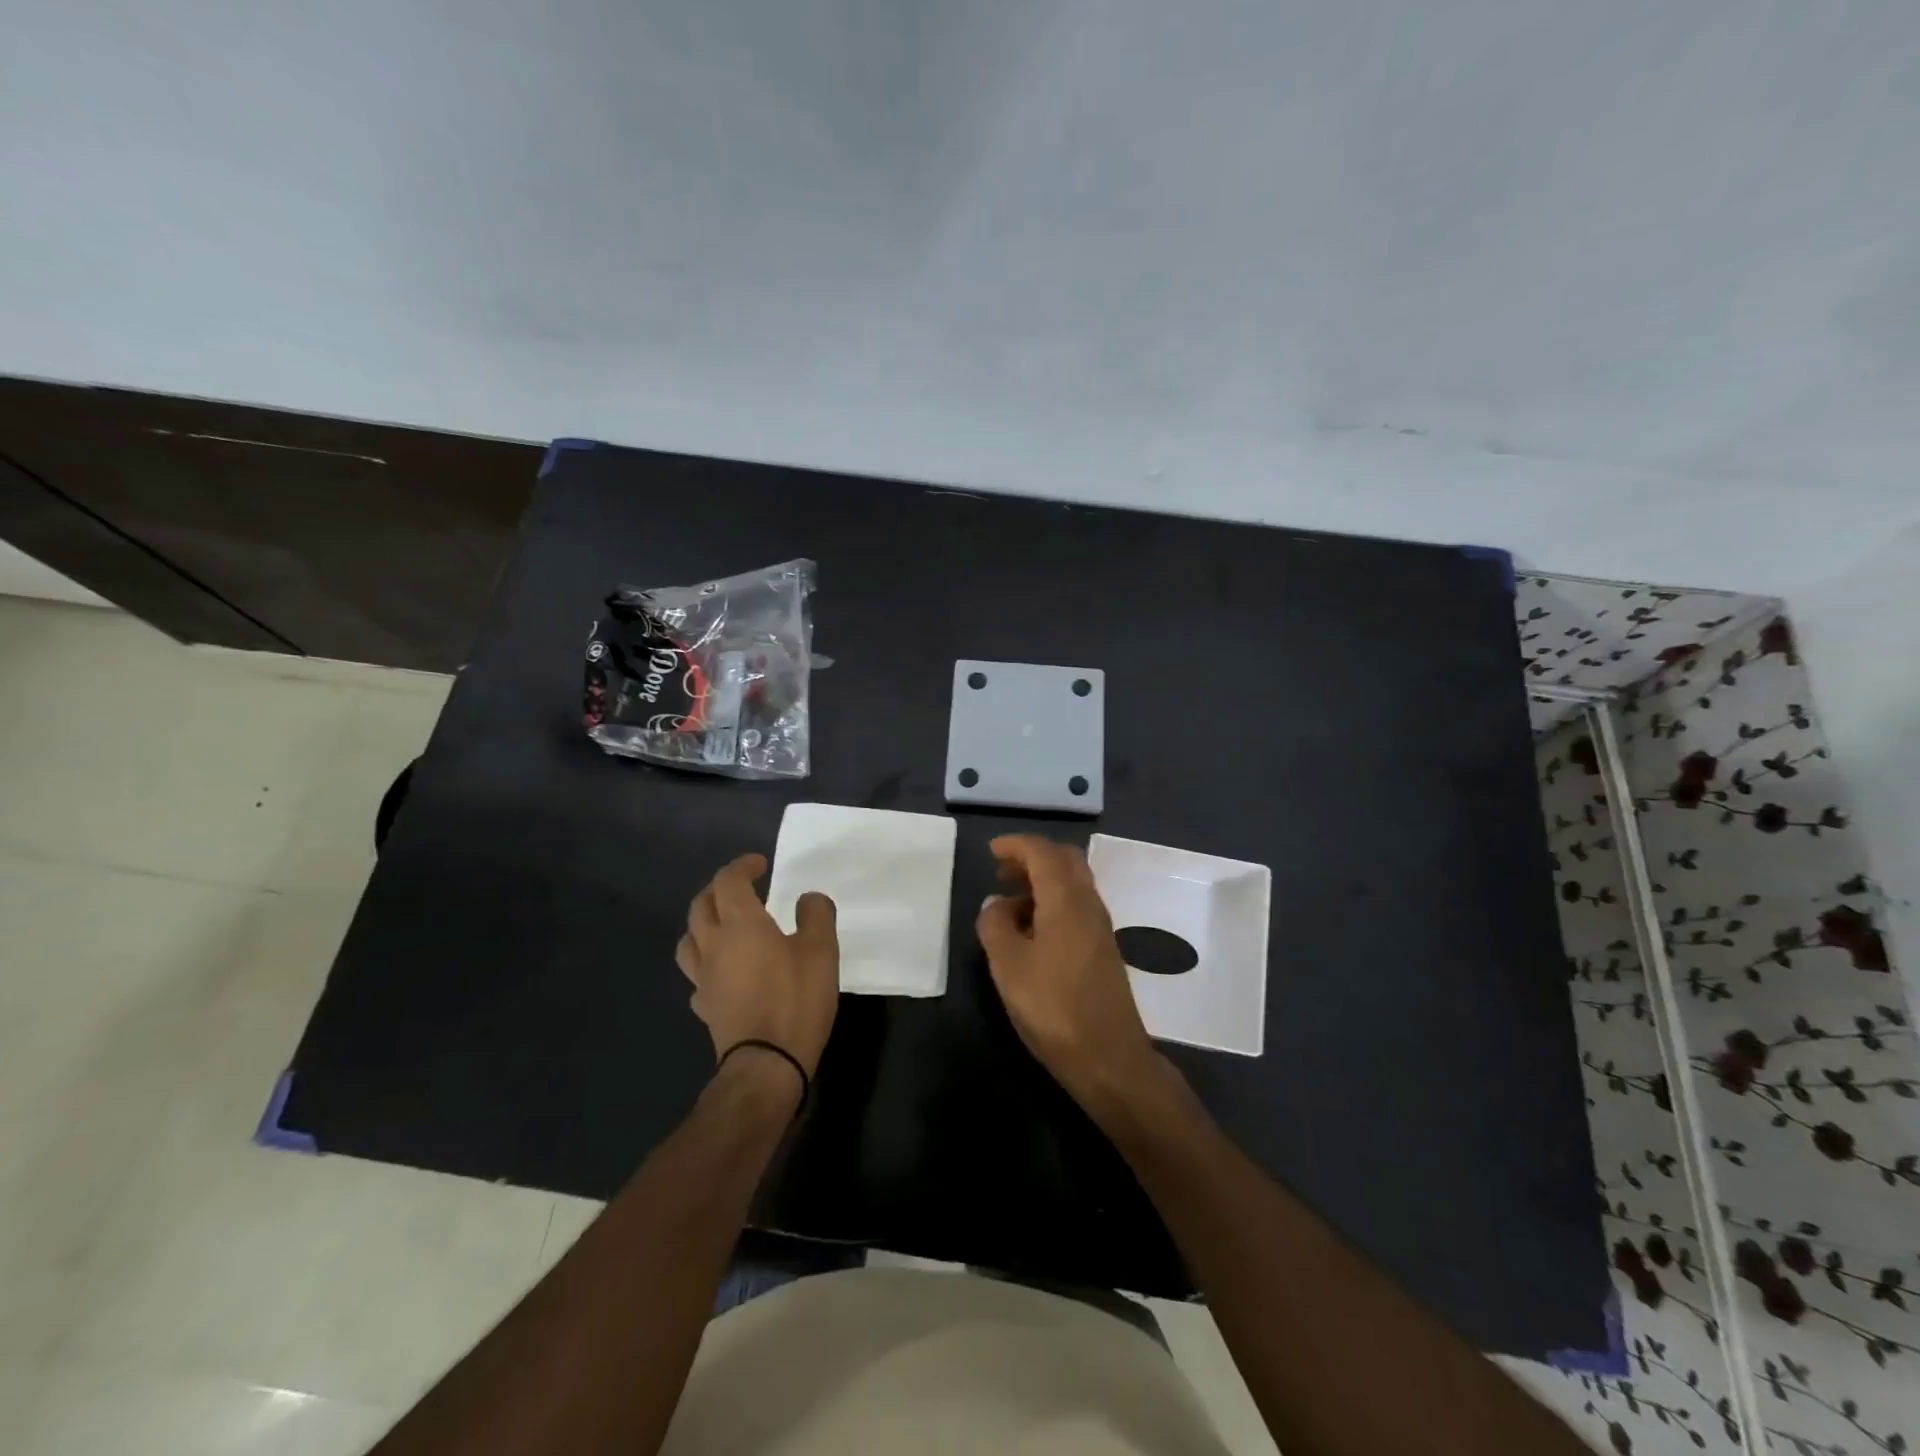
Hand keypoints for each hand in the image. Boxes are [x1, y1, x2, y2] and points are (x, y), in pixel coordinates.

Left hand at [675, 854, 839, 1079]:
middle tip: (740, 888)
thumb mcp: (822, 951)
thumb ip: (816, 915)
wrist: (766, 1065)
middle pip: (701, 906)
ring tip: (722, 925)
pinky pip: (696, 975)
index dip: (742, 867)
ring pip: (689, 939)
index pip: (728, 881)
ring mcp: (703, 978)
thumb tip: (808, 898)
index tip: (760, 865)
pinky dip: (706, 963)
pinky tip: (721, 972)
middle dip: (718, 889)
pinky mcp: (704, 1006)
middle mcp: (714, 944)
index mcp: (741, 924)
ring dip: (702, 923)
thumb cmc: (795, 1000)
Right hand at [976, 835, 1163, 1114]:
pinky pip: (1077, 905)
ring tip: (1009, 903)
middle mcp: (1088, 903)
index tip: (990, 851)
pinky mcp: (1103, 948)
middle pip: (1065, 860)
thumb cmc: (1053, 1007)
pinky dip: (1053, 901)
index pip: (1043, 851)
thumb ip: (995, 925)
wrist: (1109, 1057)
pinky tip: (1032, 930)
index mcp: (1066, 899)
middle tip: (1002, 872)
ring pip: (1073, 883)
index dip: (1016, 845)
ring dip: (1043, 880)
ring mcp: (1100, 926)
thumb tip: (995, 903)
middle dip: (1032, 857)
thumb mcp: (1008, 965)